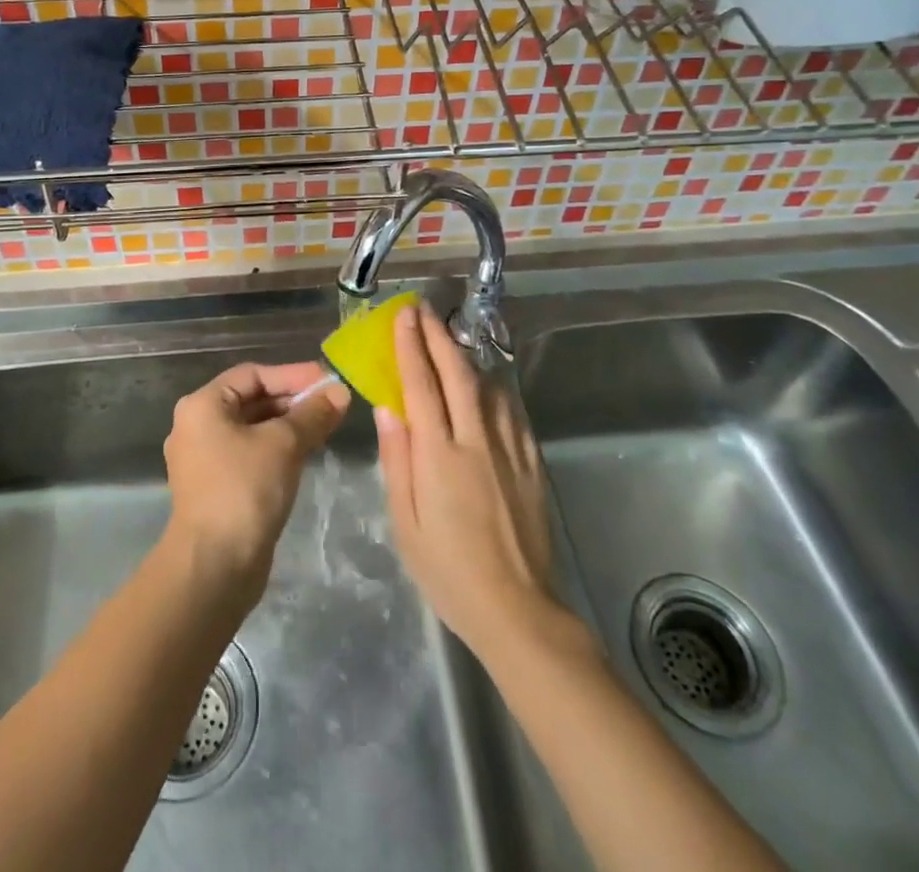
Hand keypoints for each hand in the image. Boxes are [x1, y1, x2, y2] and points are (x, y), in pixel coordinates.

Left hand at [163, 362, 350, 599]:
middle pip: (252, 400)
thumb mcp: (284, 444)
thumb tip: (339, 392)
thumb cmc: (244, 490)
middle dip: (293, 400)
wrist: (213, 568)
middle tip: (333, 403)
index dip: (292, 375)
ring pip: (253, 429)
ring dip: (289, 425)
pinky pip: (251, 454)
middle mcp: (197, 427)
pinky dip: (278, 449)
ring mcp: (205, 460)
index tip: (328, 380)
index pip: (252, 375)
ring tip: (327, 425)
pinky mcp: (216, 488)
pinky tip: (307, 453)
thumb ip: (312, 414)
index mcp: (202, 406)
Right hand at [375, 302, 561, 657]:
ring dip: (465, 356)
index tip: (403, 316)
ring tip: (449, 337)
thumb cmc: (448, 571)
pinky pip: (510, 410)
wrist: (518, 609)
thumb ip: (397, 460)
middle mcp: (476, 441)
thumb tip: (387, 408)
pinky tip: (486, 383)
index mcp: (440, 455)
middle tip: (423, 309)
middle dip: (438, 336)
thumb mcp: (406, 522)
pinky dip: (493, 386)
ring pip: (488, 386)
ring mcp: (509, 449)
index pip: (421, 385)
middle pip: (457, 374)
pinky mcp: (531, 462)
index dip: (410, 346)